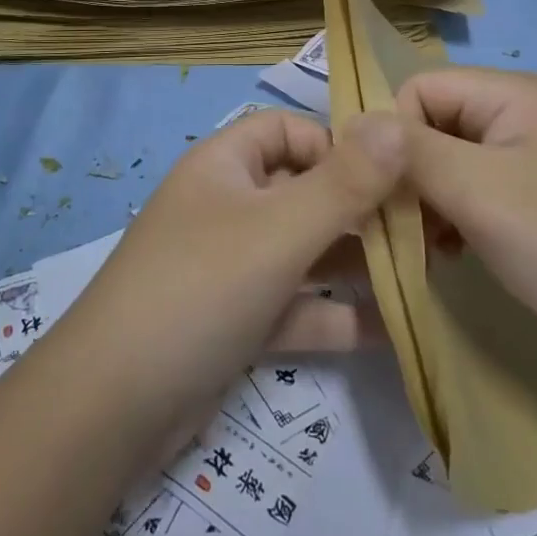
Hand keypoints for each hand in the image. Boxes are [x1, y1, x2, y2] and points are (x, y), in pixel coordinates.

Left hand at [59, 108, 404, 438]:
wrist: (111, 408)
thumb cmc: (200, 289)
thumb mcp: (279, 231)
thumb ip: (345, 183)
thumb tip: (397, 127)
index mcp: (225, 166)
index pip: (287, 129)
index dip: (336, 144)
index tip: (390, 176)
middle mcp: (228, 207)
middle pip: (303, 191)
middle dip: (359, 208)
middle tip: (424, 230)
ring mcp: (231, 268)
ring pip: (304, 252)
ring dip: (356, 263)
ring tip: (424, 275)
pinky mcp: (237, 323)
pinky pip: (296, 305)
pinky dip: (337, 315)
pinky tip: (396, 330)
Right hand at [396, 68, 536, 373]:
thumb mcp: (475, 190)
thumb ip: (410, 151)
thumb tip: (354, 125)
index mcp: (512, 94)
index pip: (420, 88)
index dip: (396, 134)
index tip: (390, 190)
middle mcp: (521, 113)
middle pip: (434, 123)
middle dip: (412, 172)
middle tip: (409, 226)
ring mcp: (530, 156)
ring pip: (448, 160)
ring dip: (429, 199)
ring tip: (433, 245)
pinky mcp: (535, 195)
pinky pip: (472, 188)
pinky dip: (454, 216)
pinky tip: (454, 251)